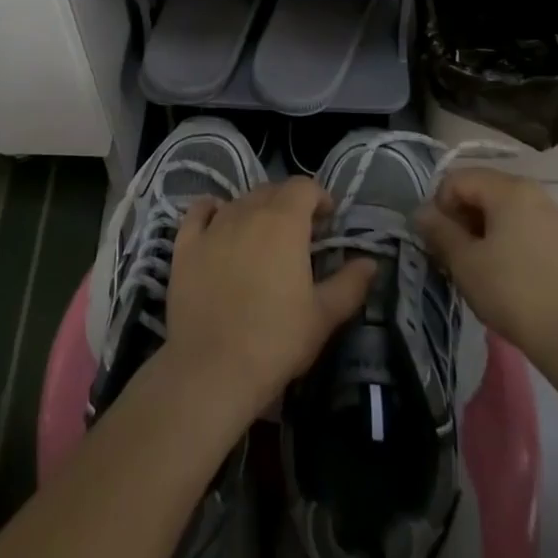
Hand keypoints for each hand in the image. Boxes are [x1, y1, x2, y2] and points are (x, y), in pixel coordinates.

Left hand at [164, 177, 374, 419]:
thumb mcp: (323, 317)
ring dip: (256, 209)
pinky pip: (200, 212)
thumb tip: (371, 262)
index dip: (319, 197)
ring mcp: (214, 225)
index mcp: (284, 221)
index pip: (304, 187)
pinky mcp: (186, 244)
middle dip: (290, 203)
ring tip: (264, 237)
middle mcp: (248, 210)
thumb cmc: (275, 341)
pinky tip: (217, 221)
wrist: (211, 370)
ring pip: (240, 200)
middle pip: (272, 190)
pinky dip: (212, 210)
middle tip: (299, 234)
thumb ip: (350, 284)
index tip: (327, 221)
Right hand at [416, 168, 557, 361]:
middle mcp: (535, 191)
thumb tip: (420, 212)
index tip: (439, 241)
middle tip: (456, 256)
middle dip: (463, 218)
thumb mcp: (465, 263)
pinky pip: (528, 226)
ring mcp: (556, 216)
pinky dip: (510, 240)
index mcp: (509, 188)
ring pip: (506, 210)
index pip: (458, 179)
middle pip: (484, 190)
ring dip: (485, 230)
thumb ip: (439, 231)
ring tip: (482, 268)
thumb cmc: (515, 294)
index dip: (440, 206)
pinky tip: (510, 275)